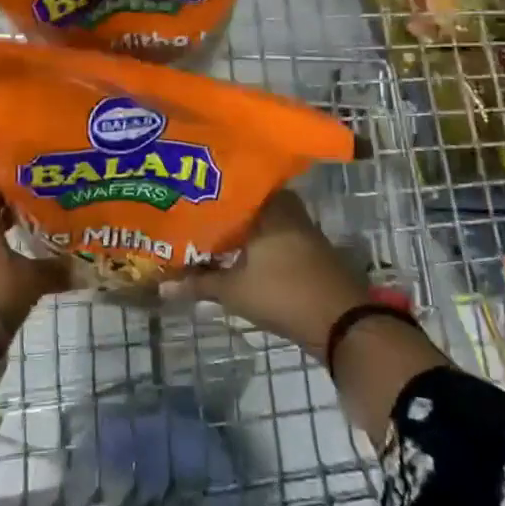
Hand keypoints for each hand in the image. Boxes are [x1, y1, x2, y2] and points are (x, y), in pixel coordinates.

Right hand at [184, 190, 371, 354]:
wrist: (341, 321)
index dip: (205, 189)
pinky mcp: (307, 246)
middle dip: (219, 208)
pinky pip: (272, 231)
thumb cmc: (284, 293)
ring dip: (237, 226)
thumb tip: (162, 284)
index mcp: (266, 202)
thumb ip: (199, 283)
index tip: (182, 191)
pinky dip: (253, 239)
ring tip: (204, 231)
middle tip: (188, 211)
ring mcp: (299, 225)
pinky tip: (233, 250)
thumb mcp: (234, 290)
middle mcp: (284, 205)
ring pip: (259, 217)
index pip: (230, 183)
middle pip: (244, 200)